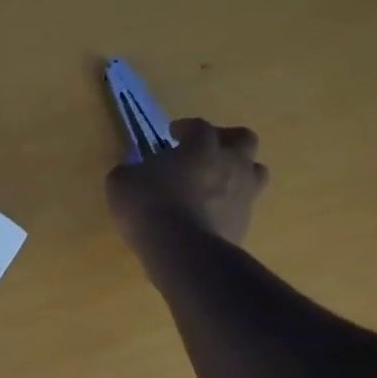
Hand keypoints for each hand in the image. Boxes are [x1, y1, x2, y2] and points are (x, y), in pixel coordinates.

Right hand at [105, 118, 267, 252]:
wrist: (181, 251)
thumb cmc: (149, 205)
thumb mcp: (121, 181)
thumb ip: (131, 171)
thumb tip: (135, 173)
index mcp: (201, 146)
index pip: (198, 126)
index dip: (185, 128)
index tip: (172, 134)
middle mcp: (231, 163)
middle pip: (244, 139)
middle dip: (226, 140)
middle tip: (205, 151)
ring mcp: (244, 194)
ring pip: (255, 172)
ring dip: (238, 171)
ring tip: (215, 182)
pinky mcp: (245, 223)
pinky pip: (242, 205)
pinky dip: (229, 204)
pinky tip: (208, 213)